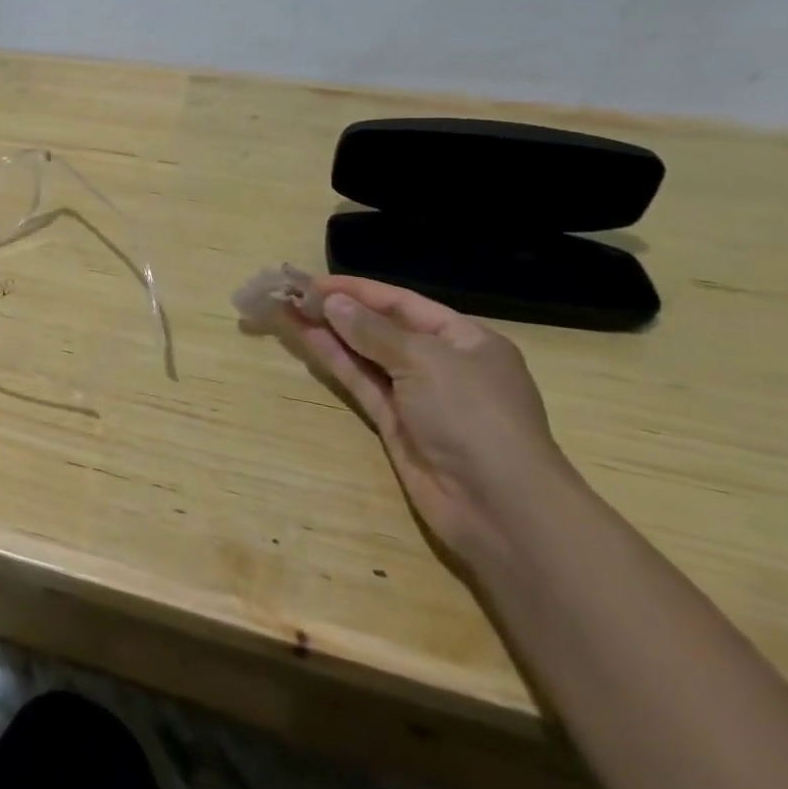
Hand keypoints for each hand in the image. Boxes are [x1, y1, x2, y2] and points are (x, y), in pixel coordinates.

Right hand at [275, 276, 570, 562]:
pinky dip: (335, 360)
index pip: (402, 303)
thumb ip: (373, 330)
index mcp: (466, 340)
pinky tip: (306, 338)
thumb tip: (331, 302)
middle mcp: (442, 363)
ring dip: (329, 332)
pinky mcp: (395, 424)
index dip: (357, 290)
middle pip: (382, 327)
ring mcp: (417, 396)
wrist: (499, 508)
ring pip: (365, 354)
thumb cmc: (473, 416)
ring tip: (287, 309)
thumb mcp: (426, 361)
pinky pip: (361, 382)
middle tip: (291, 293)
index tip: (312, 281)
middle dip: (339, 310)